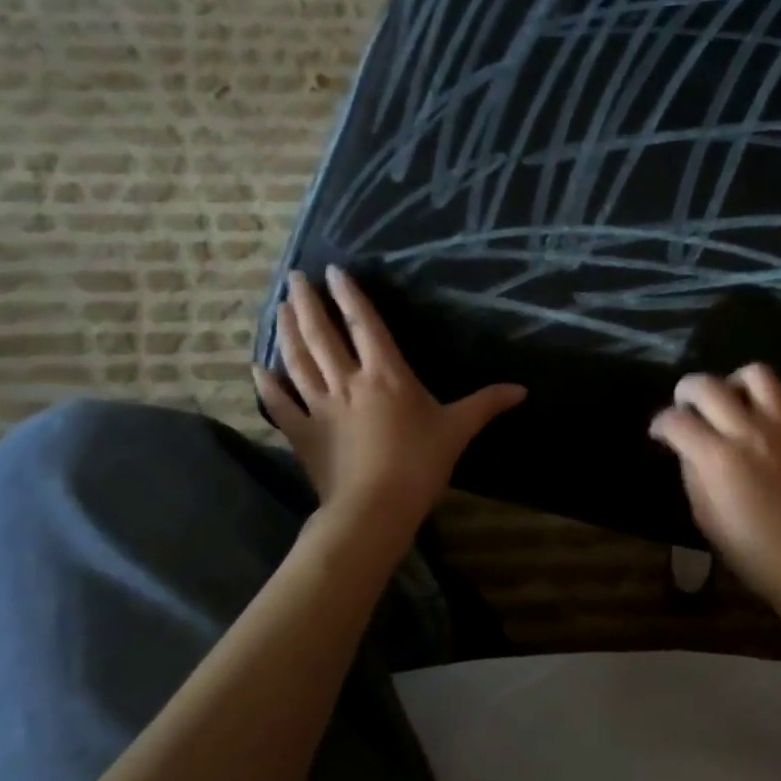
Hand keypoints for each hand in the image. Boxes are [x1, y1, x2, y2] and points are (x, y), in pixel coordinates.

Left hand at [254, 267, 525, 521]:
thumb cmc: (420, 463)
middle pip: (322, 334)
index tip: (334, 271)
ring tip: (279, 306)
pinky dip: (268, 384)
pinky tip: (258, 366)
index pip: (365, 324)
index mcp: (386, 374)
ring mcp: (320, 406)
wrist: (374, 508)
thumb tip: (522, 389)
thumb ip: (486, 403)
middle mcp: (348, 381)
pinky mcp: (303, 433)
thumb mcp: (458, 429)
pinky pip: (281, 403)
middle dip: (307, 302)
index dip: (350, 296)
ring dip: (287, 331)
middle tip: (294, 277)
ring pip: (298, 360)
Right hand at [648, 365, 780, 621]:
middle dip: (687, 391)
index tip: (660, 432)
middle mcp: (748, 431)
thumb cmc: (750, 548)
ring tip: (731, 400)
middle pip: (707, 385)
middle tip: (686, 407)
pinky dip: (775, 393)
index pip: (676, 421)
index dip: (660, 423)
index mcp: (717, 458)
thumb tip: (686, 444)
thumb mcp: (704, 515)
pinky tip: (766, 411)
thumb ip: (691, 471)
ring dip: (734, 382)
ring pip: (754, 373)